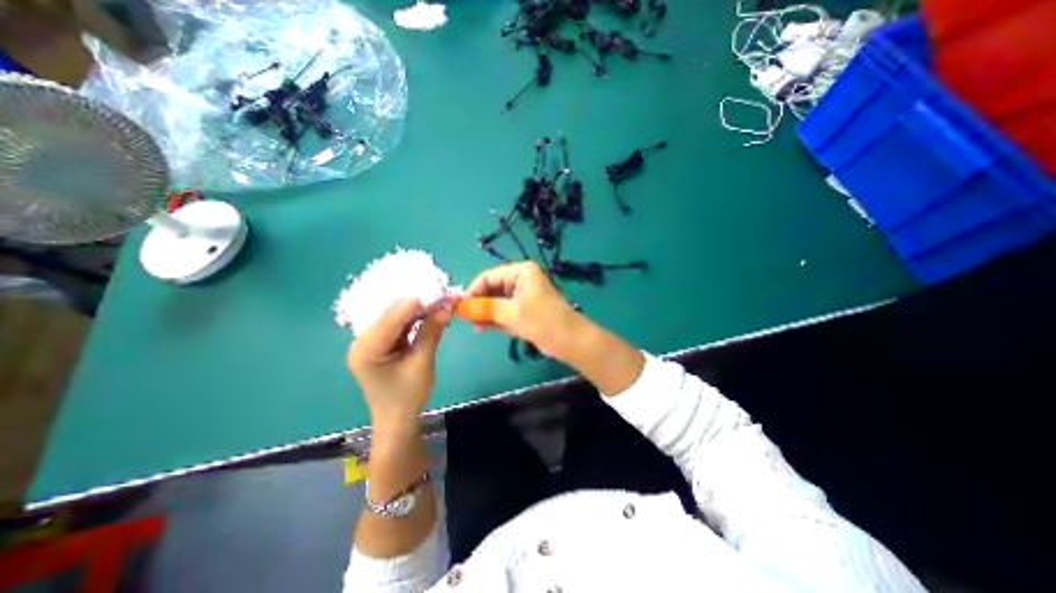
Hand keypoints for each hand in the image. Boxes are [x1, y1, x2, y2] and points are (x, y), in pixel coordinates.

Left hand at [345, 298, 446, 431]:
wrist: (397, 420)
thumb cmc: (408, 397)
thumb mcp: (422, 363)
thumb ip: (431, 331)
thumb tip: (447, 305)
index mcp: (366, 349)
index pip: (392, 317)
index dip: (417, 301)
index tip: (441, 290)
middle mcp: (363, 340)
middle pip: (393, 313)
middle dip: (419, 302)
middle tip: (444, 294)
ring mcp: (371, 341)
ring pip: (397, 316)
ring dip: (420, 308)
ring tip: (442, 300)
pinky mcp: (381, 342)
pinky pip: (399, 324)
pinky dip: (416, 318)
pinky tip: (431, 311)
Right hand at [462, 262, 581, 355]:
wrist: (570, 341)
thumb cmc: (542, 320)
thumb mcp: (511, 313)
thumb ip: (484, 308)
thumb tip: (460, 307)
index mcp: (521, 272)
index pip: (488, 277)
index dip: (473, 291)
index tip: (459, 307)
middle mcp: (522, 280)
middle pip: (492, 289)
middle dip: (479, 304)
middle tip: (466, 320)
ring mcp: (524, 296)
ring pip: (498, 302)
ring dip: (487, 314)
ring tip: (475, 327)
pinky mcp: (526, 311)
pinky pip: (506, 312)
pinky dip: (496, 320)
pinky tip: (484, 328)